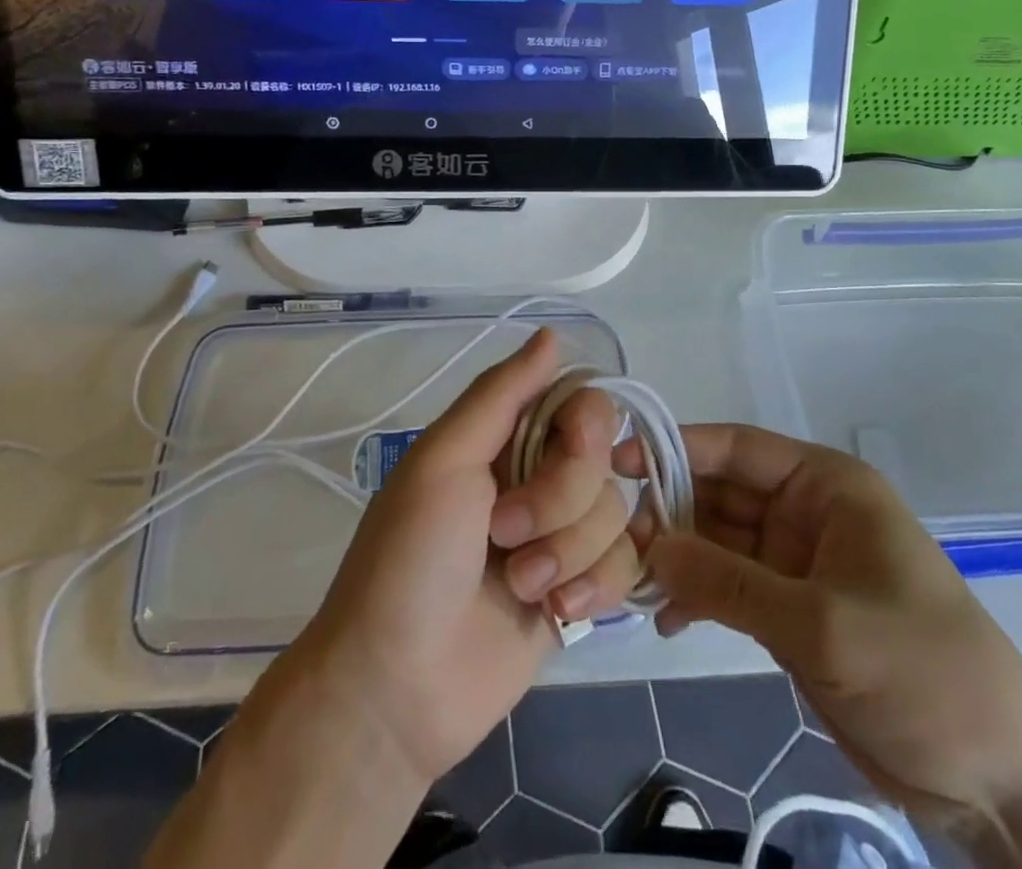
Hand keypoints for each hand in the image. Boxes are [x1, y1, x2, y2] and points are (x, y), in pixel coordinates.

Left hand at [288, 328, 641, 783]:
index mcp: (505, 438)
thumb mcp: (444, 461)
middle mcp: (538, 478)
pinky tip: (554, 614)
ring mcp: (561, 537)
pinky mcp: (579, 591)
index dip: (583, 428)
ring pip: (614, 514)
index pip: (580, 402)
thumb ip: (501, 394)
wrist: (397, 688)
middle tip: (503, 533)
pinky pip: (625, 565)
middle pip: (602, 459)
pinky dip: (592, 588)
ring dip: (566, 553)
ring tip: (516, 585)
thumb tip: (552, 333)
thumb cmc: (409, 559)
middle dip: (560, 500)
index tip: (562, 449)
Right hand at [621, 423, 1021, 828]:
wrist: (999, 776)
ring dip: (676, 558)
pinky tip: (663, 620)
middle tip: (613, 539)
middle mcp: (805, 512)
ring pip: (718, 543)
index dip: (677, 447)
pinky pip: (728, 589)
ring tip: (627, 580)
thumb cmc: (921, 669)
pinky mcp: (791, 612)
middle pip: (720, 495)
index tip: (617, 462)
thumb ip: (729, 583)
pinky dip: (696, 598)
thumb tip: (648, 547)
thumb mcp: (820, 624)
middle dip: (668, 512)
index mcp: (824, 485)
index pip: (738, 448)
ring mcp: (796, 564)